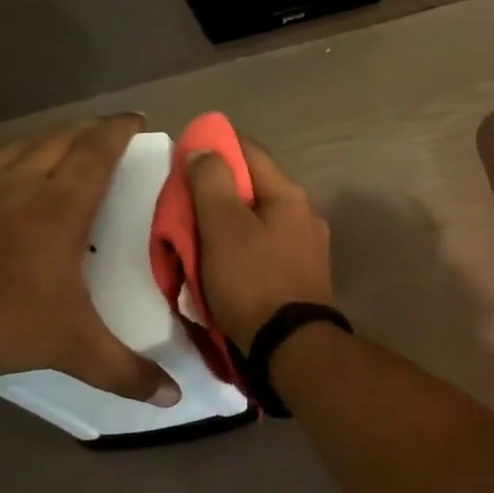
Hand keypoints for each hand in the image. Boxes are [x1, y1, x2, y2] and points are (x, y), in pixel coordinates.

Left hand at [0, 115, 178, 404]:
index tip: (136, 119)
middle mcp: (21, 185)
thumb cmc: (2, 316)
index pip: (96, 152)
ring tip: (60, 142)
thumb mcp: (72, 347)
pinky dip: (5, 158)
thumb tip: (174, 398)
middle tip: (106, 131)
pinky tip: (2, 171)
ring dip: (46, 138)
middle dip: (87, 129)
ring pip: (19, 146)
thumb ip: (124, 371)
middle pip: (59, 139)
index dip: (118, 131)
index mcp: (60, 206)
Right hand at [187, 140, 334, 345]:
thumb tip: (204, 148)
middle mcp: (305, 213)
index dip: (215, 147)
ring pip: (259, 220)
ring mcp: (309, 245)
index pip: (249, 150)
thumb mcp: (223, 227)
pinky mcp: (303, 274)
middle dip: (218, 191)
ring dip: (230, 223)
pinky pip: (266, 248)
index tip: (185, 159)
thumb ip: (211, 183)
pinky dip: (243, 248)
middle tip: (185, 206)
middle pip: (254, 187)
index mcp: (289, 194)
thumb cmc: (253, 281)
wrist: (292, 346)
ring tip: (199, 238)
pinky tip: (225, 264)